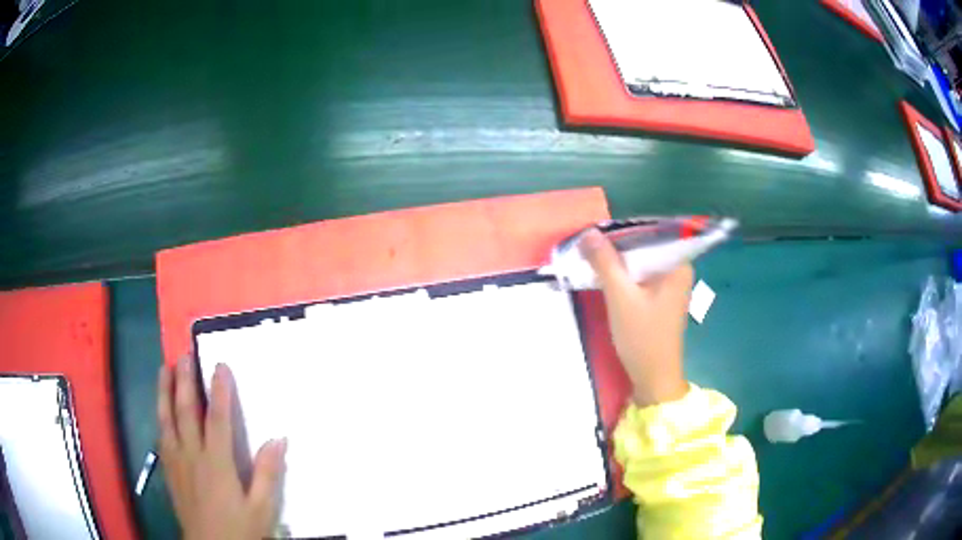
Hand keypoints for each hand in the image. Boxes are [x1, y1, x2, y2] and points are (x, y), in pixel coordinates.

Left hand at [157, 358, 286, 539]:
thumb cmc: (239, 529)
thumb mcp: (262, 508)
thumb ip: (267, 473)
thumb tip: (279, 438)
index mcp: (217, 463)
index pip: (218, 419)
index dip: (220, 390)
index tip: (220, 365)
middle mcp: (192, 455)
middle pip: (186, 411)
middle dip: (185, 381)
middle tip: (184, 355)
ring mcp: (177, 461)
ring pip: (167, 419)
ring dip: (165, 392)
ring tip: (164, 369)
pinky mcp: (169, 471)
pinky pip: (161, 437)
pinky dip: (160, 417)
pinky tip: (160, 411)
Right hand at [580, 229, 692, 406]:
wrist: (653, 378)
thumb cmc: (643, 337)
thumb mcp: (620, 297)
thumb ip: (605, 263)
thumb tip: (588, 232)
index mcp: (678, 265)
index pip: (653, 232)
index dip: (625, 227)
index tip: (599, 227)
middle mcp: (678, 270)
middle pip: (646, 246)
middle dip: (618, 244)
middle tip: (589, 240)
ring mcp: (669, 285)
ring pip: (641, 262)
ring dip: (618, 260)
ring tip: (591, 254)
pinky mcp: (659, 298)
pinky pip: (640, 276)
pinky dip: (624, 275)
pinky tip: (604, 274)